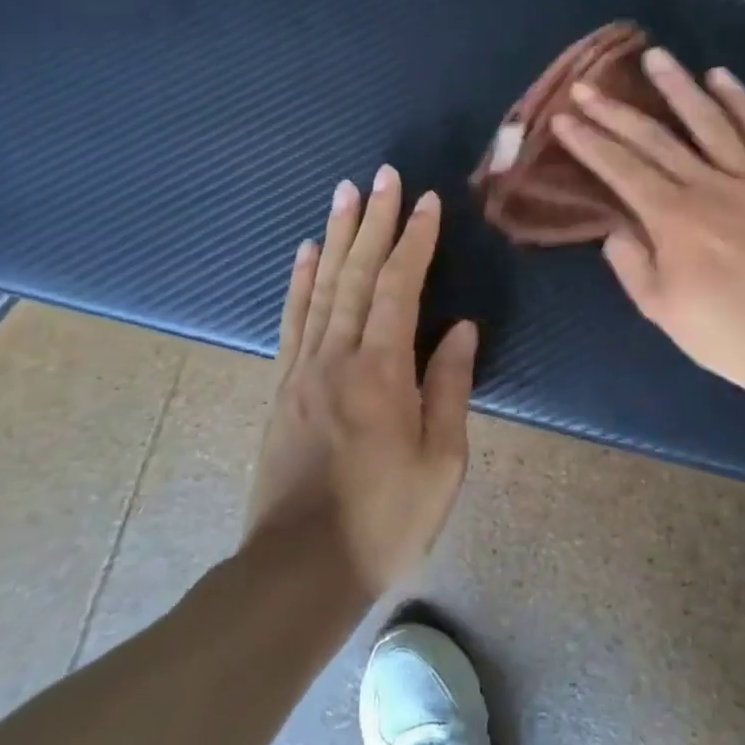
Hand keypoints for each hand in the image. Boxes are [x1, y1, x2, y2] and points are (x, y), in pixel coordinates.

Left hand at [244, 165, 475, 597]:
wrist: (299, 570)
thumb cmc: (384, 519)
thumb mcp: (441, 461)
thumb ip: (450, 386)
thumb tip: (462, 328)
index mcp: (382, 370)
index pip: (400, 286)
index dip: (414, 240)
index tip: (426, 201)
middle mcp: (337, 355)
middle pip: (357, 272)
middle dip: (373, 219)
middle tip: (382, 174)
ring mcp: (303, 367)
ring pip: (322, 285)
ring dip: (336, 235)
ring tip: (344, 192)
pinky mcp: (283, 384)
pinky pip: (292, 318)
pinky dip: (300, 279)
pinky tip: (305, 251)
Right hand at [549, 49, 744, 405]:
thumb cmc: (727, 334)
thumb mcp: (662, 309)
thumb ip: (631, 263)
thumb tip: (615, 228)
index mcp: (672, 218)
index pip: (620, 168)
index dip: (589, 140)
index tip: (565, 117)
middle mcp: (708, 186)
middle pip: (655, 138)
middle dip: (615, 110)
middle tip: (588, 85)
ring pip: (710, 121)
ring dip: (678, 87)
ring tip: (655, 57)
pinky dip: (743, 102)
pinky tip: (722, 78)